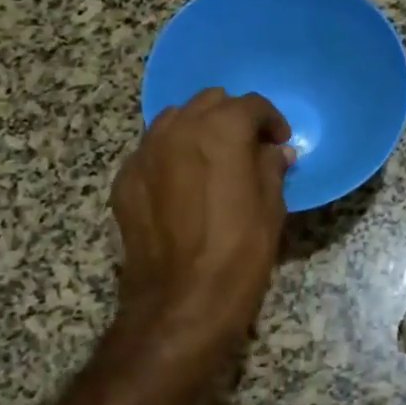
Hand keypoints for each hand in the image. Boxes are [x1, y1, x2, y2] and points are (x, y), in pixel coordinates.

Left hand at [110, 88, 293, 357]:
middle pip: (209, 102)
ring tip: (212, 161)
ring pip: (174, 120)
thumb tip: (275, 152)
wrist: (181, 302)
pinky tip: (183, 185)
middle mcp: (178, 130)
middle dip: (232, 118)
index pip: (250, 105)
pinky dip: (171, 155)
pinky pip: (152, 151)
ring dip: (198, 130)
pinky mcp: (125, 180)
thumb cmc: (239, 254)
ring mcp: (145, 153)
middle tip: (248, 148)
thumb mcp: (271, 209)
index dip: (271, 120)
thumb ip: (271, 168)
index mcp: (220, 131)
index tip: (279, 142)